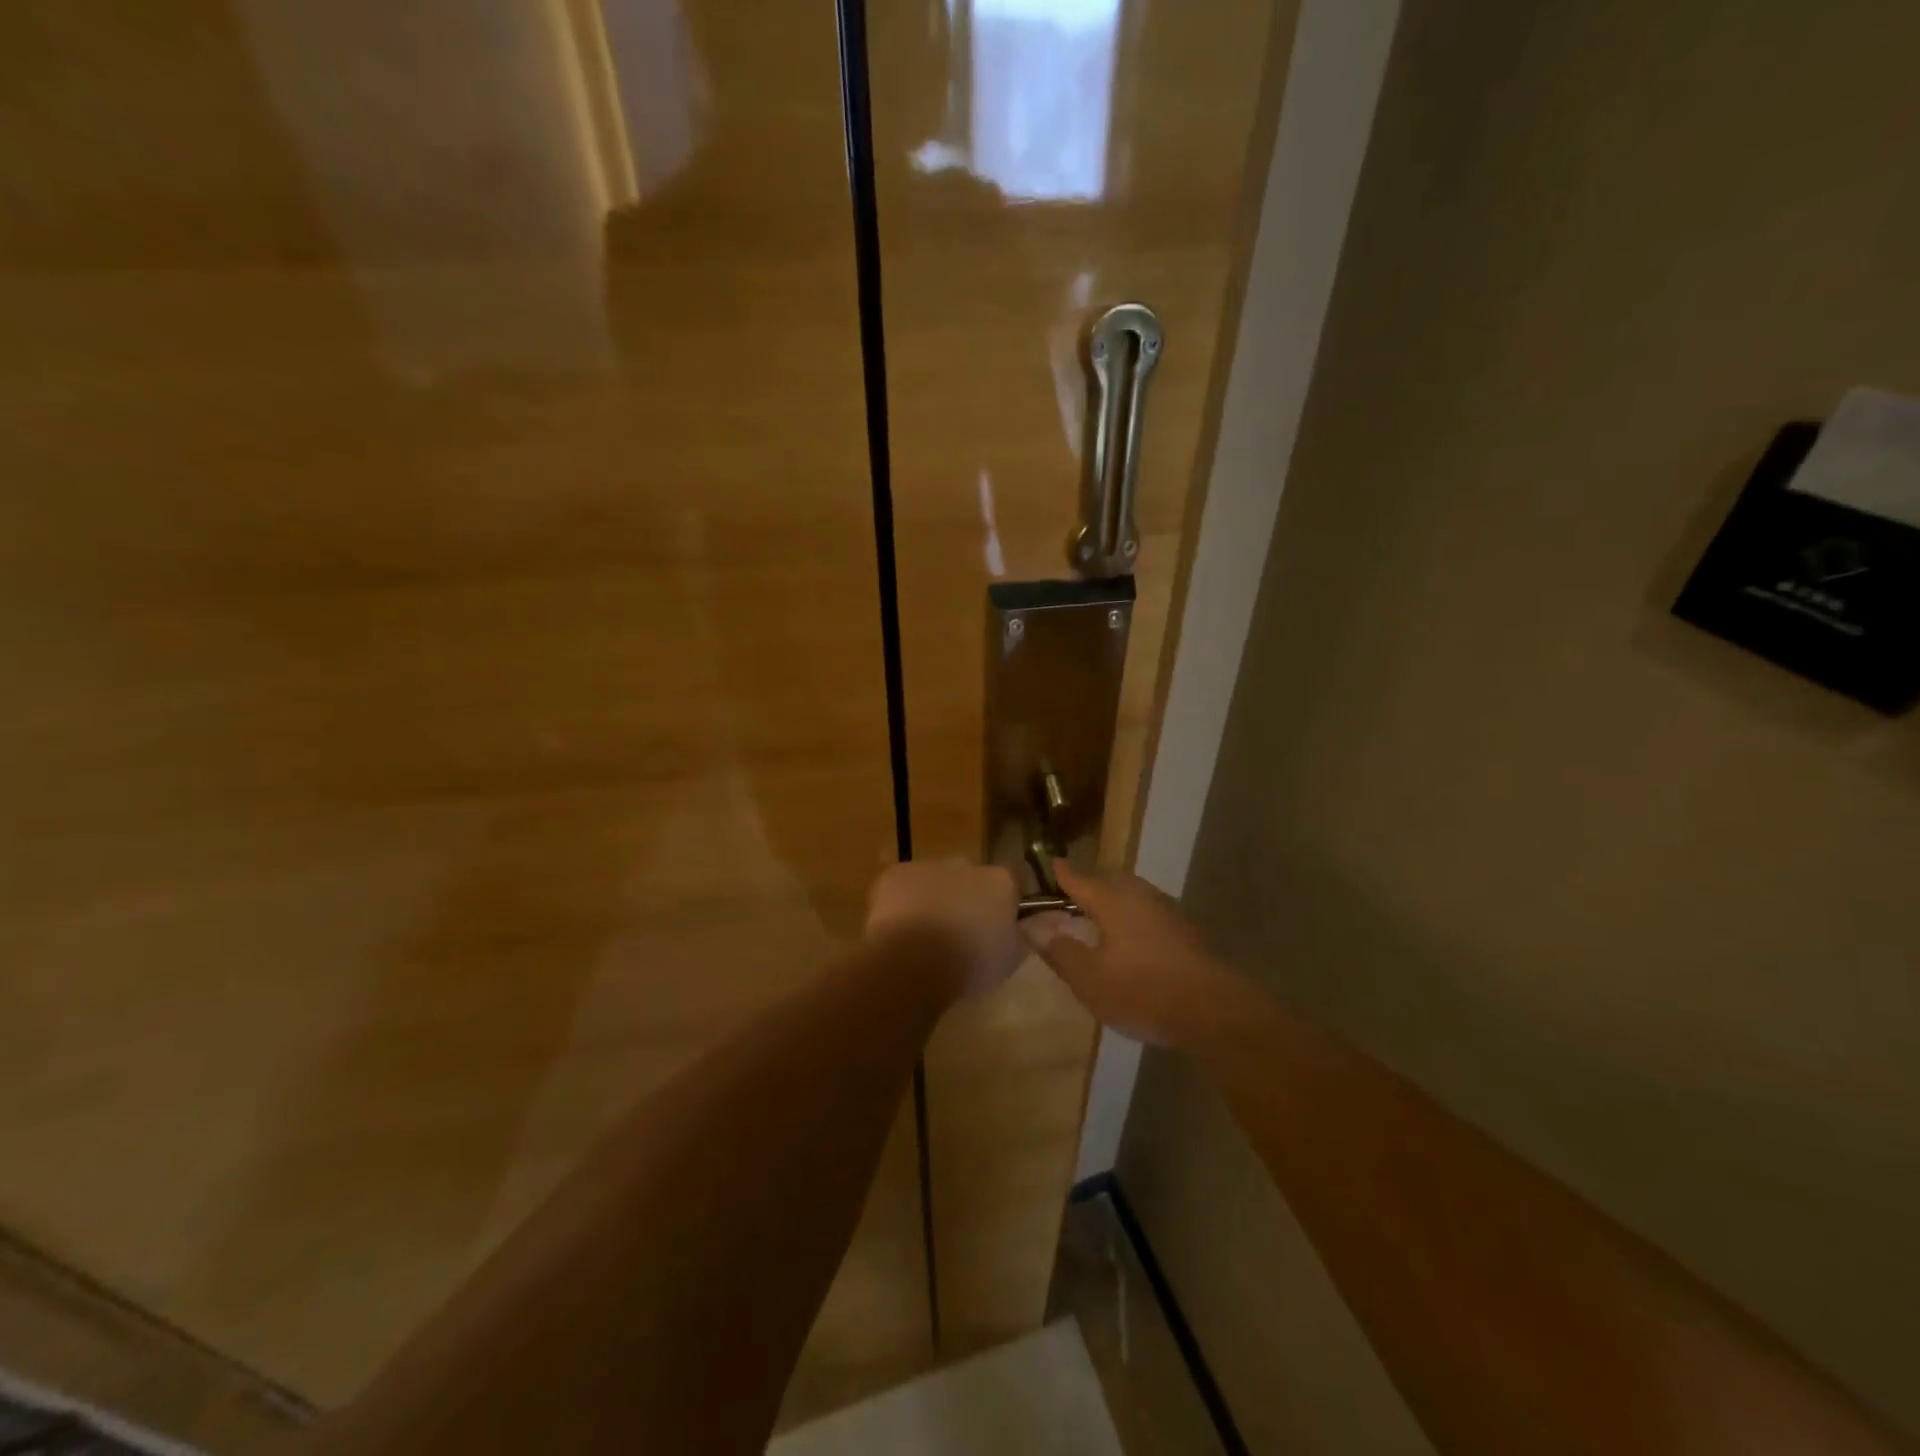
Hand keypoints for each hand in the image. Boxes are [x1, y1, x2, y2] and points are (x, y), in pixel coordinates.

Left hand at [865, 859, 1022, 998]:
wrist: (910, 962)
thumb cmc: (969, 962)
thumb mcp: (1012, 956)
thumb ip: (1036, 932)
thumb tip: (1062, 917)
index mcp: (999, 881)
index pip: (1014, 880)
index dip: (1008, 900)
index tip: (1000, 924)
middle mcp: (966, 864)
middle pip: (973, 877)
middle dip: (969, 896)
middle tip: (961, 930)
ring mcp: (928, 865)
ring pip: (937, 878)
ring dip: (937, 896)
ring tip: (927, 934)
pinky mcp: (895, 874)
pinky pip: (905, 884)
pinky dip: (905, 899)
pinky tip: (900, 927)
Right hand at [1022, 865, 1237, 1045]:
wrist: (1213, 1009)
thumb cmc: (1142, 990)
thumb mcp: (1089, 979)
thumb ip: (1060, 951)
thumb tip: (1035, 927)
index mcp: (1111, 898)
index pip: (1076, 877)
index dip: (1058, 873)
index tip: (1046, 867)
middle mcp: (1138, 893)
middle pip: (1106, 880)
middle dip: (1086, 887)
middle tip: (1068, 901)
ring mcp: (1166, 908)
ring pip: (1130, 895)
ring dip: (1112, 903)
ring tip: (1097, 922)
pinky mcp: (1185, 928)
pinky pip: (1148, 912)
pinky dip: (1132, 919)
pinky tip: (1130, 941)